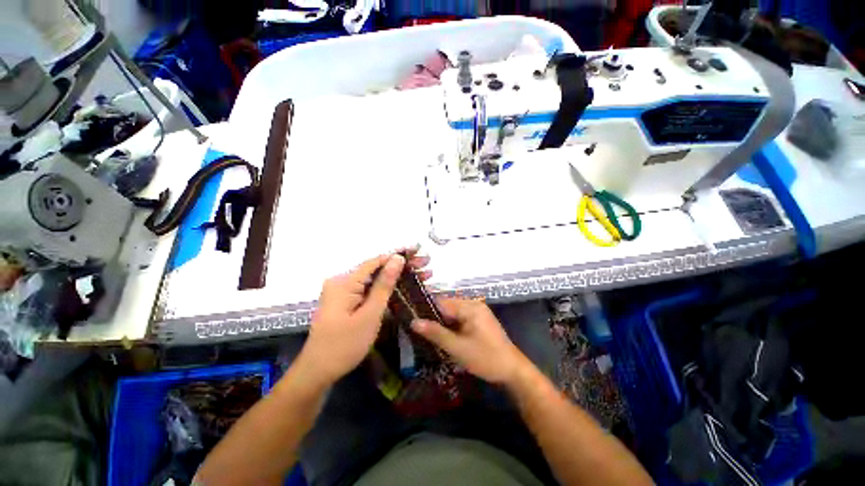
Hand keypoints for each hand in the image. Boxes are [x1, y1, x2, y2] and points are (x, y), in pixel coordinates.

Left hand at [297, 248, 431, 387]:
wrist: (318, 372)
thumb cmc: (345, 345)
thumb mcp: (370, 314)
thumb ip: (384, 285)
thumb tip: (397, 258)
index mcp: (344, 282)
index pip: (375, 261)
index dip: (398, 255)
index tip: (419, 252)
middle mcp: (341, 281)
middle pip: (376, 269)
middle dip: (401, 266)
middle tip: (425, 264)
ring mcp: (343, 291)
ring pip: (374, 279)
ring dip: (396, 277)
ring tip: (421, 274)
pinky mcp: (346, 301)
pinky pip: (368, 289)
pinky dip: (385, 288)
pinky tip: (403, 286)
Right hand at [411, 298, 528, 384]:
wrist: (512, 370)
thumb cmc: (485, 358)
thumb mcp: (457, 348)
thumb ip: (435, 333)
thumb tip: (413, 321)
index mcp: (469, 306)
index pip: (441, 302)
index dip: (425, 309)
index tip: (409, 316)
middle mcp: (473, 303)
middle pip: (446, 306)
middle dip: (432, 316)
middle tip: (416, 328)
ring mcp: (477, 311)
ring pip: (452, 313)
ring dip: (440, 322)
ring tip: (425, 332)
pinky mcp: (478, 319)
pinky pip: (459, 318)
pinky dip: (450, 325)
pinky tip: (441, 334)